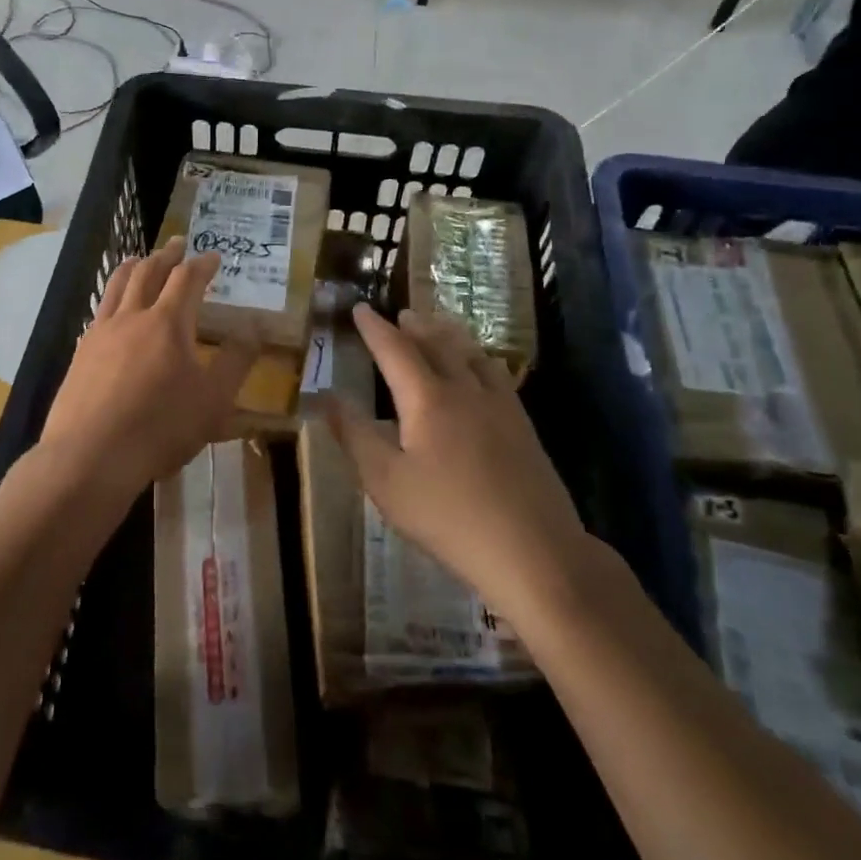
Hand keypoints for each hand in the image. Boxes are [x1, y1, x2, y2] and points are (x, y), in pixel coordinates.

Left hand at [38, 238, 258, 506]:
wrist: (91, 455)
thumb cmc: (161, 426)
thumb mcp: (214, 400)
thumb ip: (236, 361)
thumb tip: (254, 329)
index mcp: (168, 322)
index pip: (187, 279)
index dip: (202, 264)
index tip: (213, 256)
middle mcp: (132, 317)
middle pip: (148, 272)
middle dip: (166, 255)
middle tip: (177, 244)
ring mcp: (101, 333)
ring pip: (117, 285)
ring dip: (133, 266)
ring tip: (140, 259)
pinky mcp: (80, 353)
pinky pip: (100, 311)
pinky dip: (112, 297)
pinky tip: (113, 310)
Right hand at [327, 303, 594, 628]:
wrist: (534, 551)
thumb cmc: (448, 517)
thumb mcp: (385, 482)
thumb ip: (354, 435)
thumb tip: (326, 398)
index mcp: (428, 399)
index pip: (395, 349)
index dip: (375, 328)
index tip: (360, 308)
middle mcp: (465, 389)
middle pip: (438, 343)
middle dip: (415, 326)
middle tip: (400, 314)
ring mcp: (500, 405)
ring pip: (471, 354)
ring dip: (448, 335)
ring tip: (436, 327)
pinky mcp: (523, 425)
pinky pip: (495, 374)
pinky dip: (477, 358)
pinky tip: (480, 369)